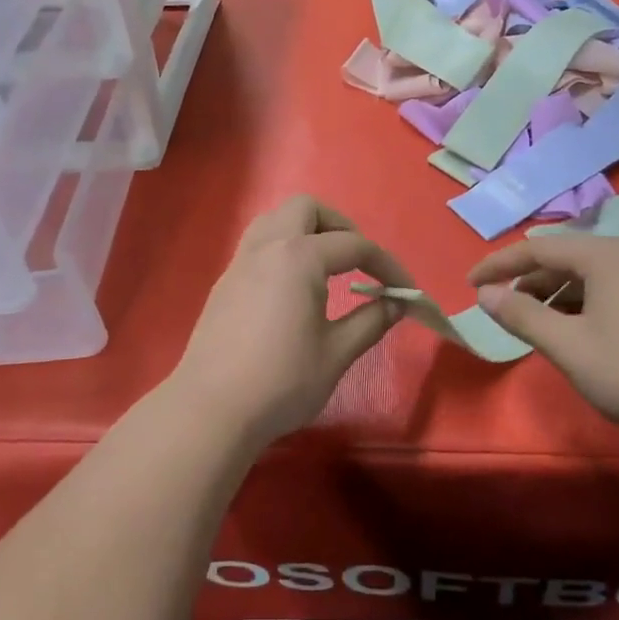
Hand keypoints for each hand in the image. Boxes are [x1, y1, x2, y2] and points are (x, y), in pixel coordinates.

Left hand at [170, 197, 412, 444]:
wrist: (211, 410)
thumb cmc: (281, 381)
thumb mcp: (336, 353)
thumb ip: (370, 321)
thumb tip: (396, 303)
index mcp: (298, 257)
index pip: (354, 246)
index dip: (388, 265)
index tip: (407, 291)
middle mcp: (267, 247)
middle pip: (306, 209)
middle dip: (340, 226)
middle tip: (358, 261)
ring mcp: (240, 263)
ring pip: (275, 220)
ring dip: (306, 231)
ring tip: (326, 266)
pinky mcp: (225, 283)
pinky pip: (258, 244)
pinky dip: (283, 249)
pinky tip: (293, 287)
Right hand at [467, 235, 618, 431]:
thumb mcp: (567, 345)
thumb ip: (521, 315)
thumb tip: (486, 294)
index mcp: (604, 255)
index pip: (538, 248)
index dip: (499, 264)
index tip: (471, 285)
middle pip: (565, 257)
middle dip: (528, 280)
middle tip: (502, 307)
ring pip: (590, 274)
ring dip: (556, 293)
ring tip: (537, 322)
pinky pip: (612, 287)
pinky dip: (584, 302)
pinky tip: (578, 330)